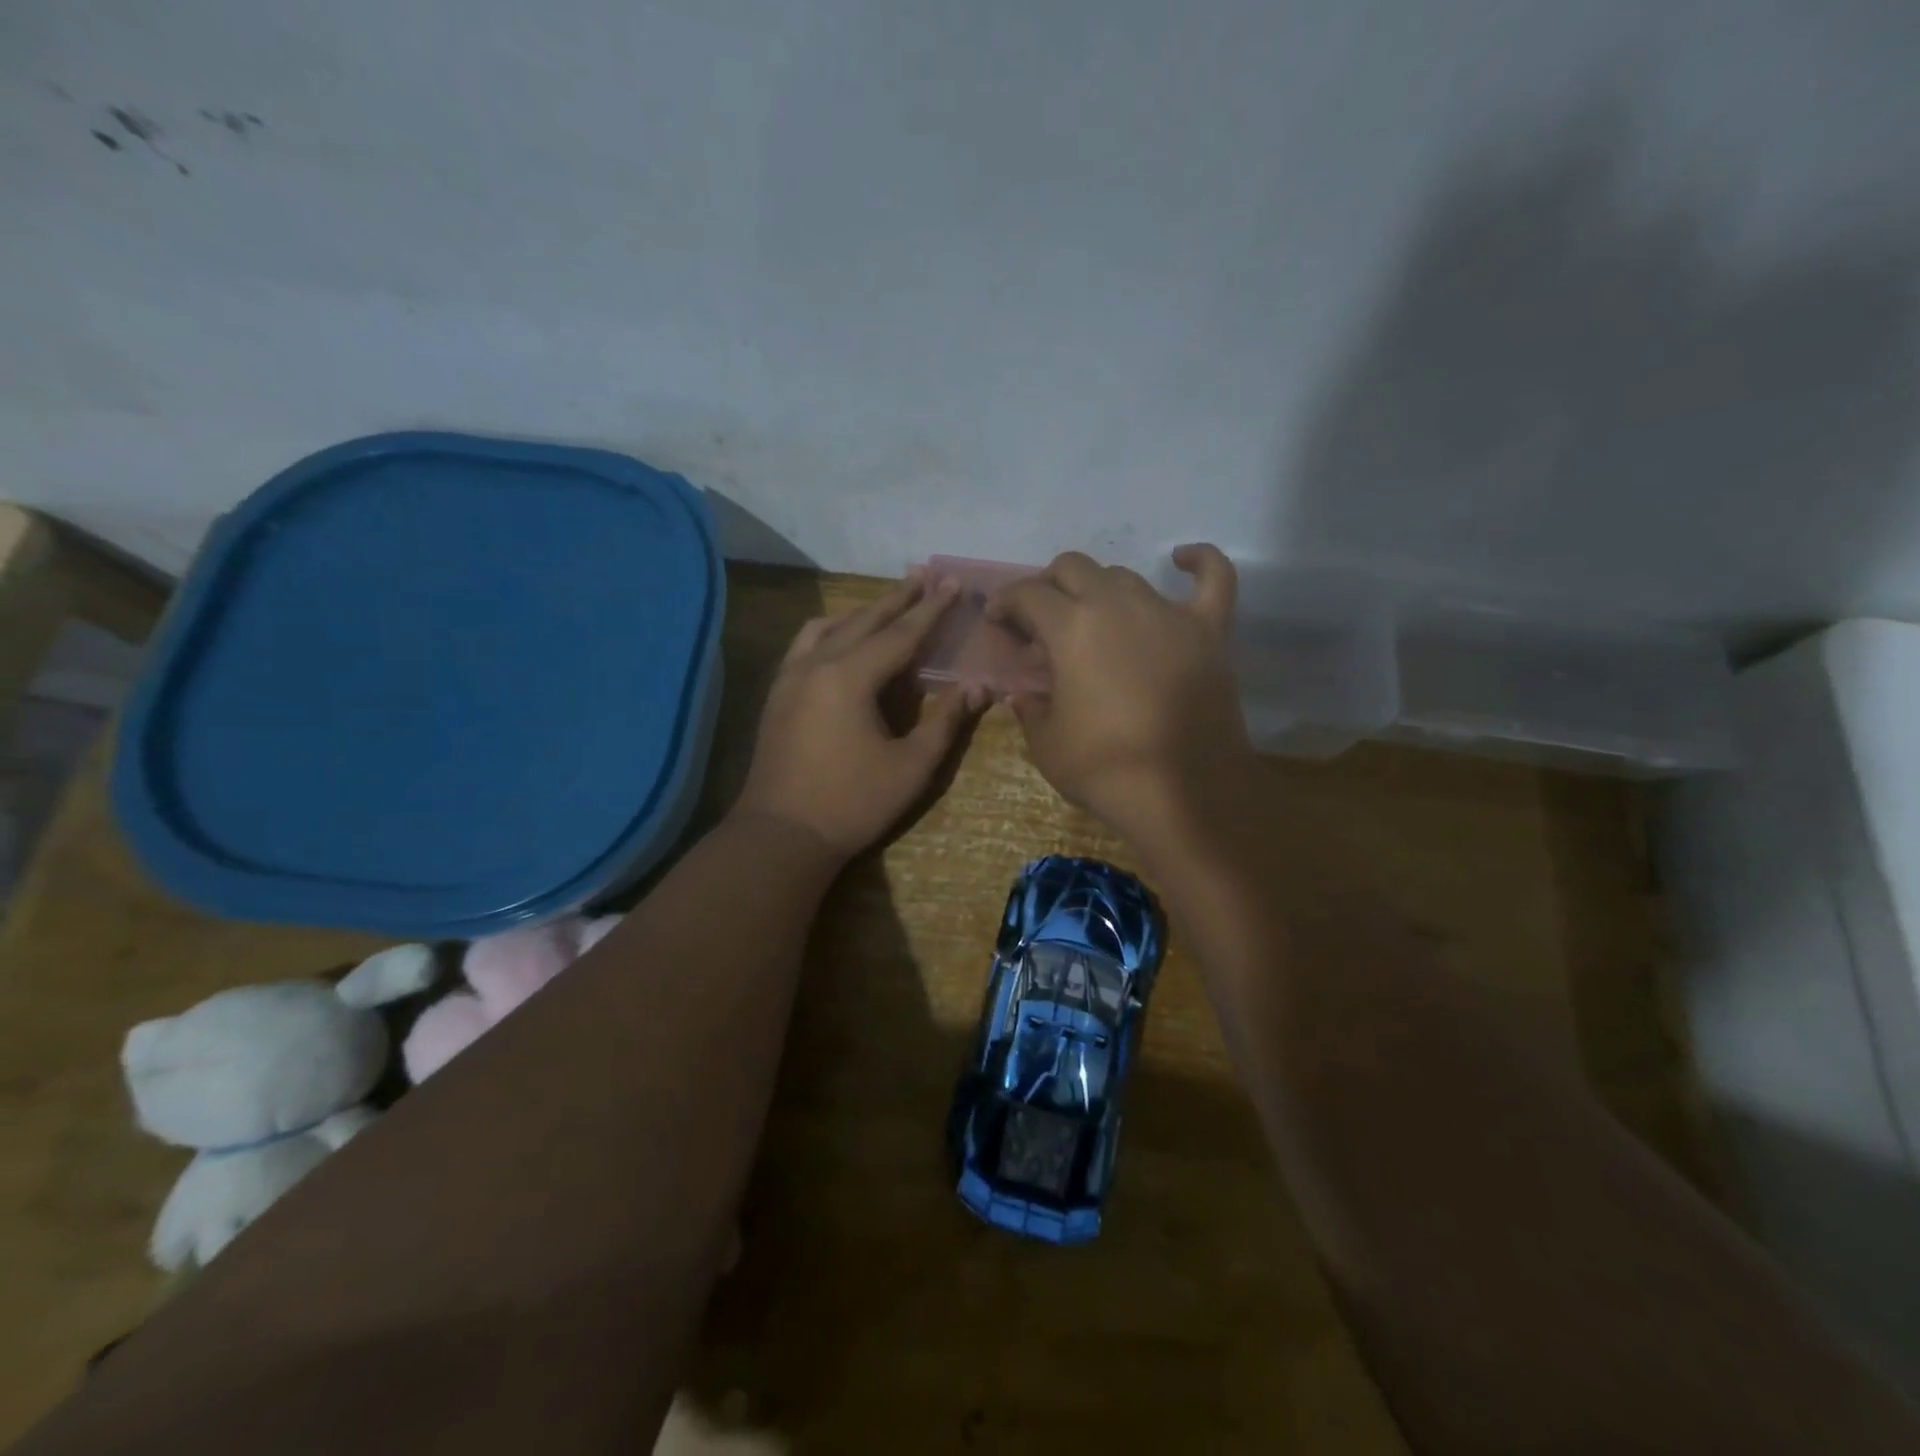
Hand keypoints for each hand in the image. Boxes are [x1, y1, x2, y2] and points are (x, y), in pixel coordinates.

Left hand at [735, 574, 982, 858]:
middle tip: (925, 574)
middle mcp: (816, 664)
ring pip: (829, 626)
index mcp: (850, 677)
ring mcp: (791, 677)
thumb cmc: (852, 803)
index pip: (900, 634)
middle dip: (898, 598)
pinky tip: (840, 638)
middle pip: (864, 619)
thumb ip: (945, 722)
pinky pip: (806, 643)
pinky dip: (831, 630)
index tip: (954, 582)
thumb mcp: (911, 767)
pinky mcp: (778, 693)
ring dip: (862, 611)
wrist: (781, 834)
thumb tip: (978, 686)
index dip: (932, 609)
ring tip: (887, 603)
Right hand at [988, 544, 1254, 841]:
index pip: (1028, 594)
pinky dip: (1200, 562)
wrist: (1183, 794)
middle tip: (1039, 619)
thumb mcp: (1046, 743)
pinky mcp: (1208, 630)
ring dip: (1099, 588)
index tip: (997, 621)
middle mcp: (1117, 605)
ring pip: (1125, 575)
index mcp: (1071, 628)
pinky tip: (1182, 558)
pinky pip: (1214, 579)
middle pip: (1073, 568)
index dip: (1006, 602)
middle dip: (1047, 586)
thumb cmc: (1106, 769)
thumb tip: (1022, 693)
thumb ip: (1029, 706)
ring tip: (1091, 617)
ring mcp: (1167, 613)